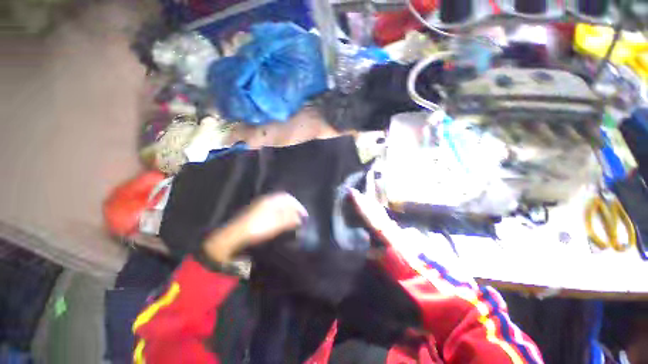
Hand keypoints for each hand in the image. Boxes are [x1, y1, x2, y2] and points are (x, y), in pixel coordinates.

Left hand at [204, 193, 307, 262]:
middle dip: (293, 208)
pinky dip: (280, 215)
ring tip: (292, 221)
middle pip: (284, 201)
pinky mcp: (257, 214)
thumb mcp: (276, 224)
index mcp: (271, 201)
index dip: (298, 206)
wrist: (235, 237)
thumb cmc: (257, 229)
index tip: (304, 215)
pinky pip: (273, 211)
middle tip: (299, 218)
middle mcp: (266, 201)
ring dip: (287, 212)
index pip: (288, 198)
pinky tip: (281, 223)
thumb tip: (300, 218)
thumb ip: (289, 220)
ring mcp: (260, 207)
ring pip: (278, 206)